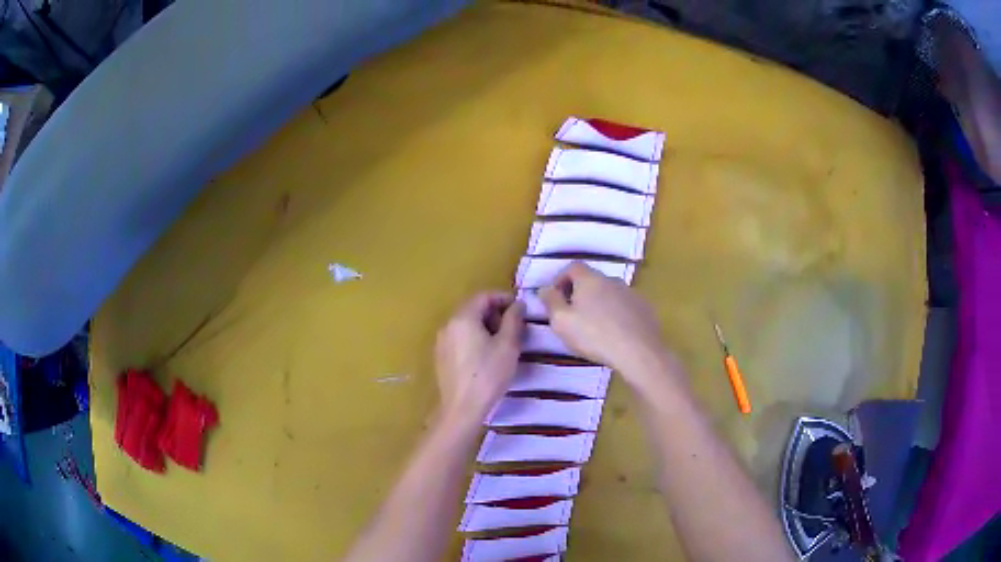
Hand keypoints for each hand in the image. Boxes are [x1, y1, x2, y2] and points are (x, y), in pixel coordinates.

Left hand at [434, 292, 524, 425]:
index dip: (504, 298)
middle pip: (473, 308)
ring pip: (466, 323)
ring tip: (503, 341)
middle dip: (495, 312)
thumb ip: (514, 320)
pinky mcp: (441, 356)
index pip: (484, 296)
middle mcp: (448, 324)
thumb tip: (518, 304)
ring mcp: (442, 340)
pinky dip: (474, 337)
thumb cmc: (488, 375)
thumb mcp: (508, 346)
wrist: (462, 408)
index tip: (521, 309)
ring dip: (485, 325)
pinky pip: (459, 337)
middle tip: (514, 326)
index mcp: (463, 317)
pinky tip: (487, 354)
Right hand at [540, 262, 679, 390]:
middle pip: (592, 280)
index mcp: (590, 279)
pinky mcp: (645, 308)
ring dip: (599, 304)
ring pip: (609, 293)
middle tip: (572, 315)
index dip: (561, 278)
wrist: (638, 351)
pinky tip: (615, 333)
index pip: (572, 267)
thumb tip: (545, 289)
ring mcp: (631, 293)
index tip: (555, 297)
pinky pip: (625, 306)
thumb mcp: (562, 322)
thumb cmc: (594, 335)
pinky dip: (616, 314)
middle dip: (579, 293)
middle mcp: (612, 280)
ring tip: (595, 327)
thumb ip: (551, 302)